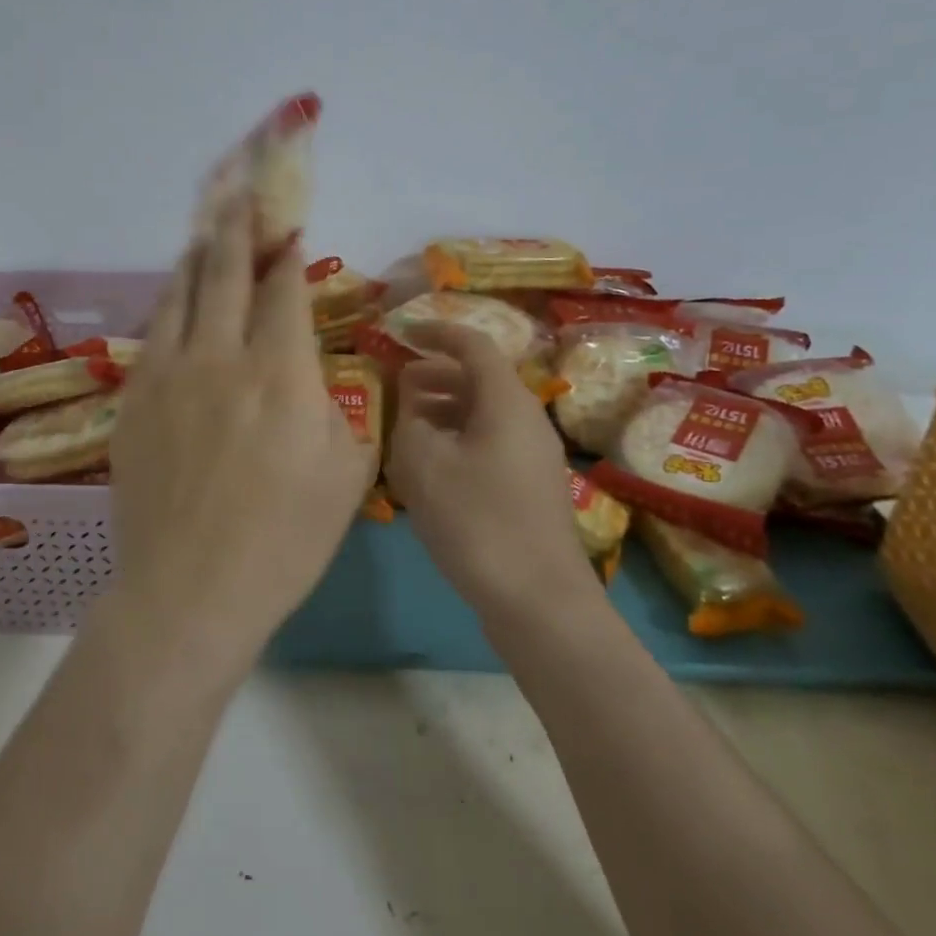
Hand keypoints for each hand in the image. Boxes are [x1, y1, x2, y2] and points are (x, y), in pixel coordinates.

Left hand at [105, 202, 375, 672]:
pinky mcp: (134, 398)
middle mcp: (220, 357)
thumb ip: (338, 405)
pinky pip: (153, 330)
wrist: (189, 590)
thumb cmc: (283, 541)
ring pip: (180, 292)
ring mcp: (168, 374)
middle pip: (225, 272)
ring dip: (198, 255)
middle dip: (237, 228)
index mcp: (280, 373)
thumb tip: (316, 368)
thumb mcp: (346, 474)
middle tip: (241, 196)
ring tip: (207, 230)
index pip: (282, 290)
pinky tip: (175, 295)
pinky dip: (169, 301)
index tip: (288, 228)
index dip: (286, 253)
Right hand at [386, 323, 598, 623]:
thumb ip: (409, 420)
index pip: (472, 345)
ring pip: (484, 413)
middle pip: (480, 379)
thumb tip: (414, 406)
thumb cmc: (476, 520)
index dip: (435, 333)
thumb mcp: (423, 463)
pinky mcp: (530, 488)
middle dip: (435, 375)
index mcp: (507, 401)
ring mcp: (534, 456)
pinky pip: (490, 442)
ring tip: (407, 426)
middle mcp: (527, 419)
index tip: (400, 334)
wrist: (538, 602)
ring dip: (444, 409)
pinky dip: (458, 438)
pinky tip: (431, 466)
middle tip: (396, 384)